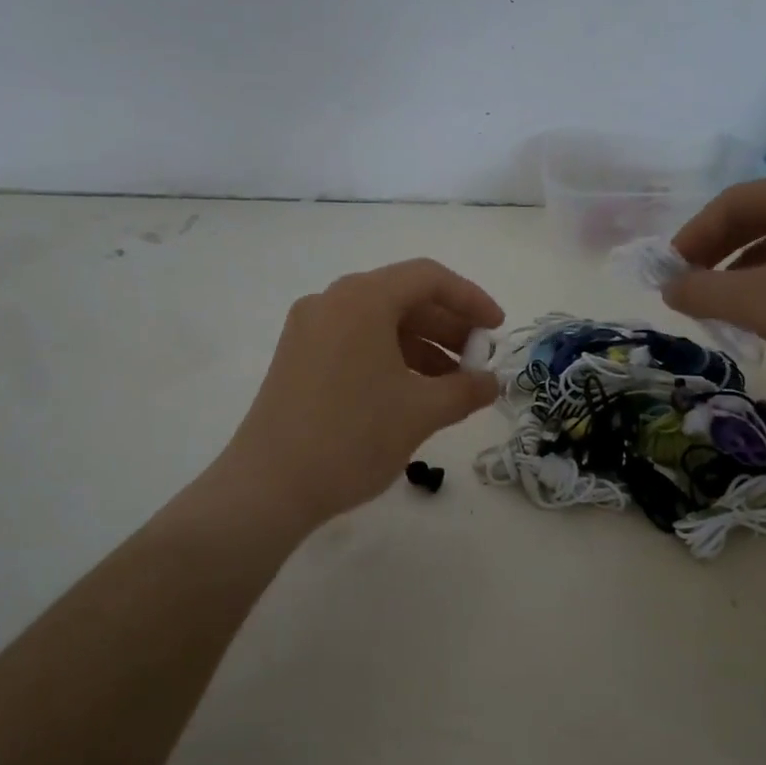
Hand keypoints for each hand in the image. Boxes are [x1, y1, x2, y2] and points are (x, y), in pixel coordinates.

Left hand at [223, 258, 505, 526]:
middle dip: (447, 326)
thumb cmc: (351, 437)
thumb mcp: (420, 412)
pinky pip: (355, 341)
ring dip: (422, 346)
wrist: (268, 486)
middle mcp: (331, 302)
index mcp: (361, 299)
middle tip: (478, 360)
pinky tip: (413, 391)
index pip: (428, 278)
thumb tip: (491, 382)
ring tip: (453, 384)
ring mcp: (309, 329)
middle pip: (402, 297)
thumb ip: (465, 390)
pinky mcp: (297, 357)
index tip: (497, 330)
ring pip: (378, 322)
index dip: (470, 299)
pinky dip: (390, 357)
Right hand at [662, 173, 765, 390]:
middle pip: (751, 219)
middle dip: (715, 254)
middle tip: (693, 288)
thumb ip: (701, 291)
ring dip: (742, 271)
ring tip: (727, 307)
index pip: (726, 204)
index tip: (670, 273)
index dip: (691, 237)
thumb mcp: (757, 303)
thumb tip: (669, 288)